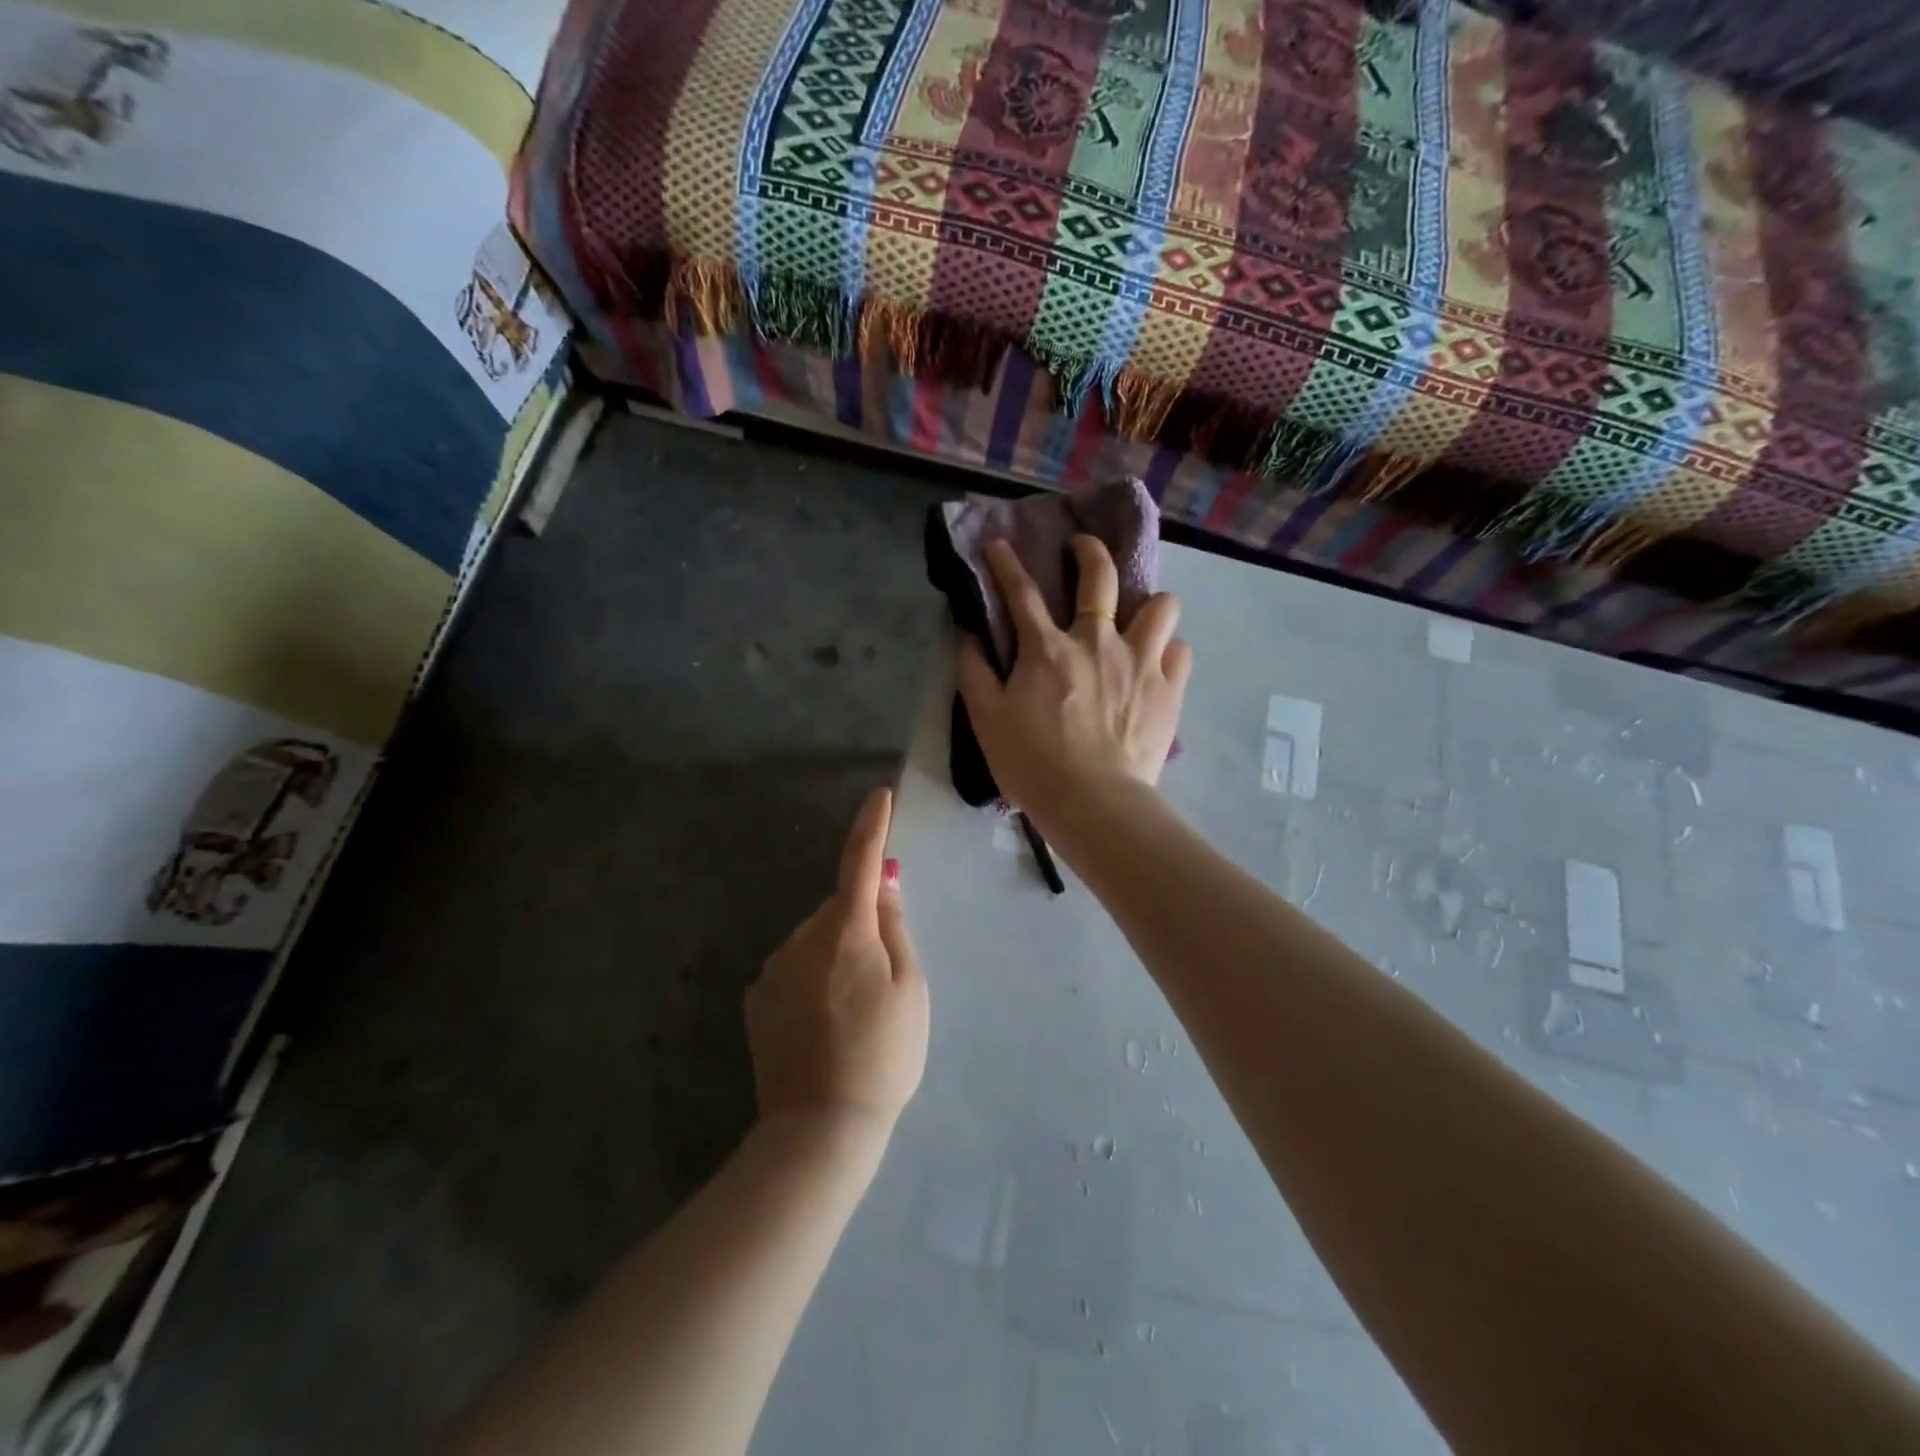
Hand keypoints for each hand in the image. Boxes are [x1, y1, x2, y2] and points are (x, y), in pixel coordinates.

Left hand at [746, 787, 928, 1141]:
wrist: (820, 1128)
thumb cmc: (884, 1056)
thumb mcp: (911, 990)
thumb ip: (895, 928)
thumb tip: (883, 882)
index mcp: (846, 933)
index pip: (860, 862)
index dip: (872, 826)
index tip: (879, 795)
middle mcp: (802, 939)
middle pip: (838, 909)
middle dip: (859, 923)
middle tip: (882, 978)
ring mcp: (773, 968)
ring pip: (815, 940)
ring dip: (835, 954)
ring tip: (852, 1013)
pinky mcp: (756, 997)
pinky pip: (793, 967)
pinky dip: (811, 979)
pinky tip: (822, 1025)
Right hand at [956, 535, 1190, 831]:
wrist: (1093, 803)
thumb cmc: (1032, 764)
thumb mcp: (986, 720)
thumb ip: (974, 671)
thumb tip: (968, 635)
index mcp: (1047, 650)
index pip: (1022, 593)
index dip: (1006, 564)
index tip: (999, 545)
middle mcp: (1097, 642)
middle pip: (1100, 575)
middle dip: (1089, 551)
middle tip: (1082, 550)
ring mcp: (1140, 661)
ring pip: (1160, 604)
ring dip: (1147, 604)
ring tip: (1136, 620)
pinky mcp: (1169, 688)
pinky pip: (1179, 649)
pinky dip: (1167, 649)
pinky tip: (1156, 662)